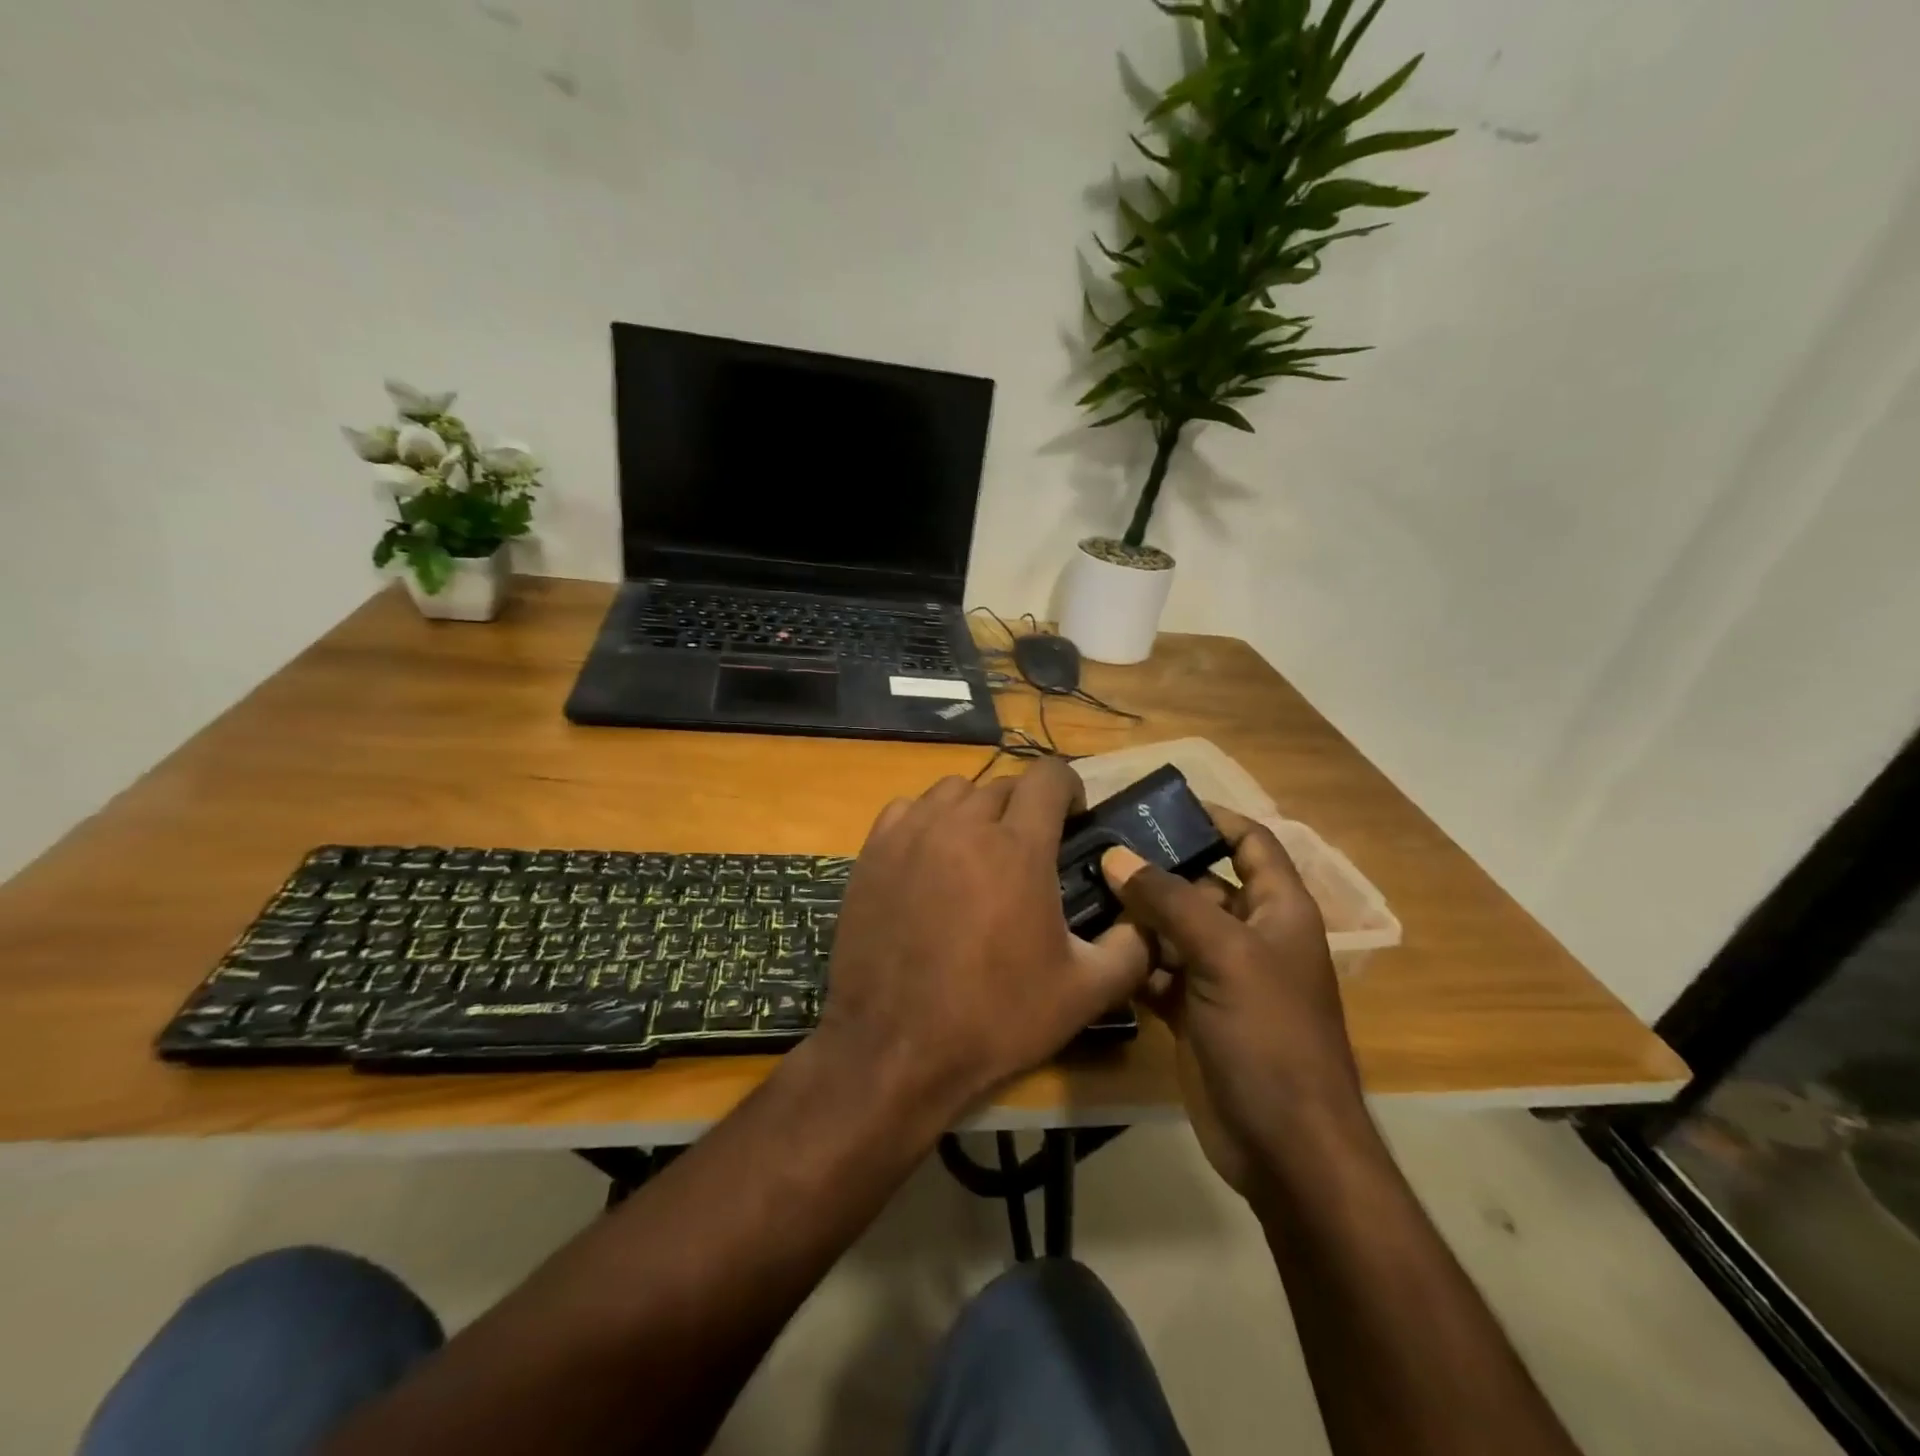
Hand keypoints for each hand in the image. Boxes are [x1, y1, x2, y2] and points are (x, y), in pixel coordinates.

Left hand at [815, 759, 1151, 1118]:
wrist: (895, 1047)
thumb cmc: (994, 1018)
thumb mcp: (1084, 993)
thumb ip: (1130, 950)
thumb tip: (1147, 924)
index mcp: (1018, 847)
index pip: (1048, 775)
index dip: (1069, 787)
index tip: (1074, 817)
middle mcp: (963, 824)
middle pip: (1003, 785)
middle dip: (1025, 808)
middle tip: (1029, 852)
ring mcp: (912, 833)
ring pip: (953, 791)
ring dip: (976, 810)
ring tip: (979, 851)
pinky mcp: (873, 850)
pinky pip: (908, 809)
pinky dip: (927, 820)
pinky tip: (931, 858)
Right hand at [1101, 808, 1365, 1197]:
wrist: (1284, 1146)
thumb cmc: (1270, 1036)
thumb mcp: (1224, 955)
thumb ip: (1170, 901)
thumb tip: (1117, 856)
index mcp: (1278, 910)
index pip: (1251, 843)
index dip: (1215, 818)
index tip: (1160, 806)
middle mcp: (1249, 935)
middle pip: (1200, 884)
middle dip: (1155, 868)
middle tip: (1096, 847)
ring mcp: (1219, 975)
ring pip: (1172, 928)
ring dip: (1135, 915)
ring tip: (1080, 888)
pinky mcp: (1192, 1010)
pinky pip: (1157, 969)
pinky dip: (1130, 958)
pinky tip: (1091, 944)